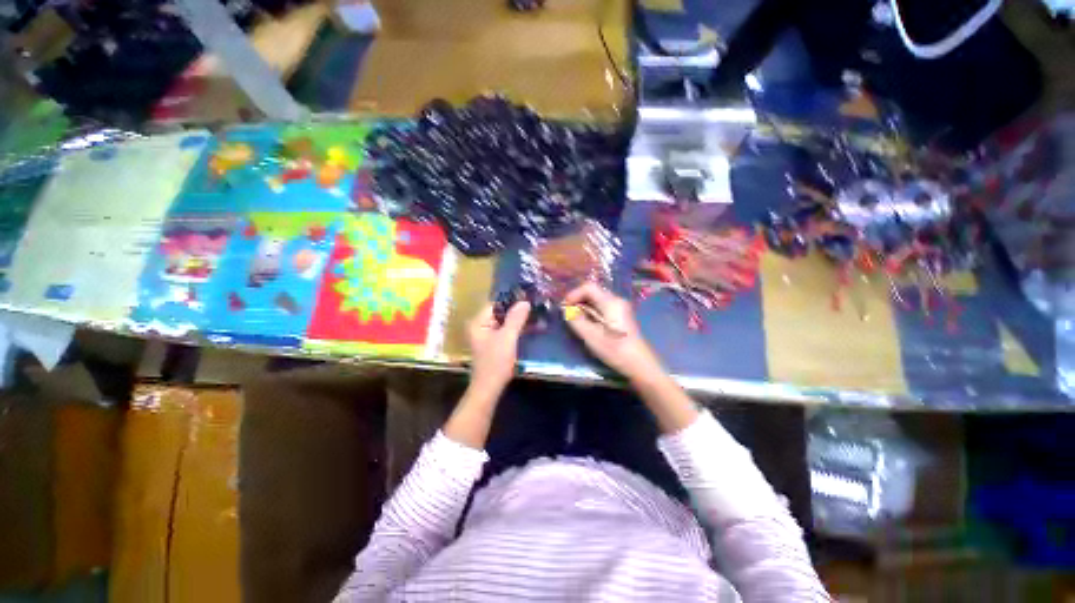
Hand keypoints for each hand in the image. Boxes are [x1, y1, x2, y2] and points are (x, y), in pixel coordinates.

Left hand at [467, 301, 530, 394]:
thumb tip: (524, 301)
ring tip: (535, 315)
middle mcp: (480, 326)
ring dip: (518, 320)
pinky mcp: (493, 344)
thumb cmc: (496, 362)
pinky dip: (516, 329)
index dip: (512, 301)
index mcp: (479, 322)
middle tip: (535, 306)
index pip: (496, 304)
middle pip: (500, 312)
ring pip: (504, 322)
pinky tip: (529, 327)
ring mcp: (486, 336)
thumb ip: (515, 318)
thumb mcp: (508, 338)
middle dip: (517, 310)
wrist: (489, 388)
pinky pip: (505, 331)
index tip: (528, 298)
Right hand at [563, 283, 660, 380]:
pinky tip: (588, 324)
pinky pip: (602, 307)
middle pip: (593, 292)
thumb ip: (576, 320)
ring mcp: (621, 308)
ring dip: (584, 307)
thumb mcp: (590, 336)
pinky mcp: (621, 317)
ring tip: (575, 320)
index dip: (574, 294)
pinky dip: (592, 312)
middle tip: (568, 314)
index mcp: (611, 302)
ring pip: (597, 300)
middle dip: (578, 300)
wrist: (638, 364)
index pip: (589, 287)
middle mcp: (617, 300)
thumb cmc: (614, 349)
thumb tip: (566, 310)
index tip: (565, 307)